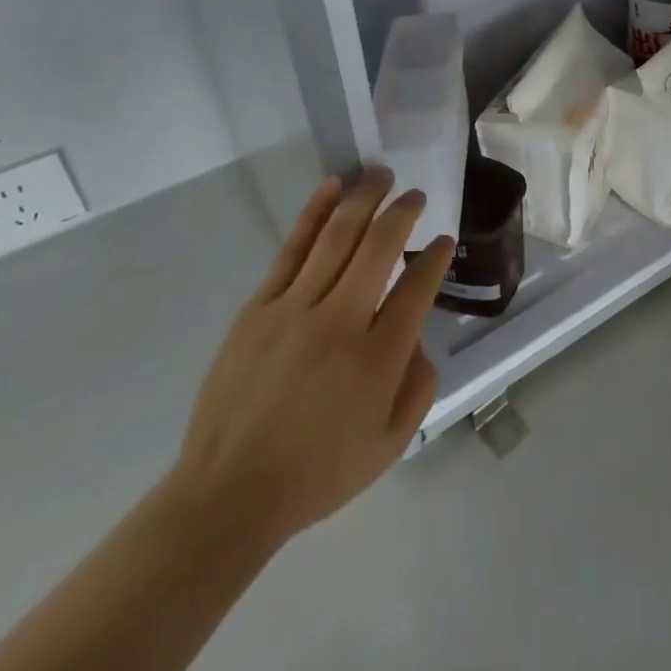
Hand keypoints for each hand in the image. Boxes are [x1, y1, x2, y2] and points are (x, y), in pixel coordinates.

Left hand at [162, 168, 453, 556]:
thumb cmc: (317, 472)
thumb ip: (419, 384)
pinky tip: (332, 188)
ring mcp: (294, 310)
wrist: (227, 496)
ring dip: (364, 199)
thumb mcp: (390, 443)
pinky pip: (292, 249)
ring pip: (337, 237)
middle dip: (404, 213)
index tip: (443, 241)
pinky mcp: (259, 308)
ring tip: (381, 174)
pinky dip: (314, 214)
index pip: (417, 287)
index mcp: (378, 359)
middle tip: (416, 195)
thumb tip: (416, 337)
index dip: (436, 257)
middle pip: (380, 247)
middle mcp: (341, 322)